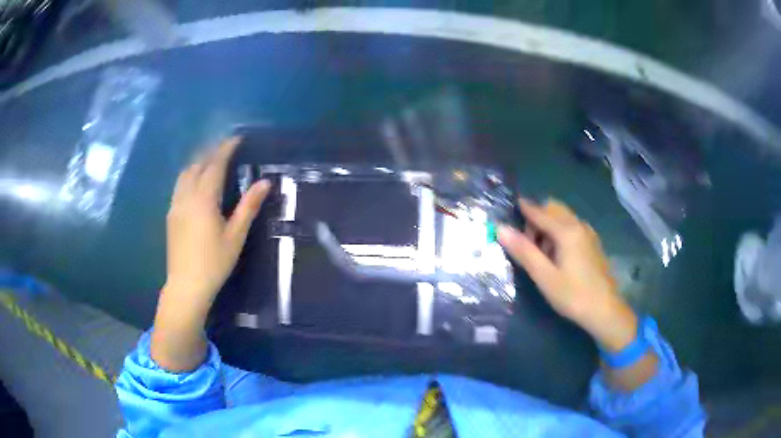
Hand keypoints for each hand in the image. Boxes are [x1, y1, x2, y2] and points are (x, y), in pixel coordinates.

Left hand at [152, 137, 269, 371]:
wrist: (186, 286)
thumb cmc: (214, 262)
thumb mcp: (235, 236)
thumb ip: (248, 206)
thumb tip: (265, 182)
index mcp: (203, 199)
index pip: (214, 164)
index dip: (226, 149)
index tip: (237, 138)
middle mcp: (186, 196)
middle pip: (197, 164)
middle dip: (211, 151)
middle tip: (226, 147)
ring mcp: (175, 205)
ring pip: (184, 173)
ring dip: (198, 161)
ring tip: (211, 160)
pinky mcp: (171, 215)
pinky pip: (179, 185)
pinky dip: (189, 174)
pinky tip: (195, 182)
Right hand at [498, 198, 637, 351]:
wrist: (606, 311)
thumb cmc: (573, 295)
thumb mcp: (545, 277)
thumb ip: (524, 251)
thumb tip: (501, 228)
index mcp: (567, 231)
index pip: (539, 212)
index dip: (523, 209)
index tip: (508, 209)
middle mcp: (579, 225)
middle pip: (553, 208)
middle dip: (537, 218)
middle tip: (527, 243)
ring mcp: (588, 233)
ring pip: (563, 218)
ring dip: (548, 226)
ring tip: (541, 253)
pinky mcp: (593, 243)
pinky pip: (572, 227)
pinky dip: (559, 232)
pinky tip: (557, 256)